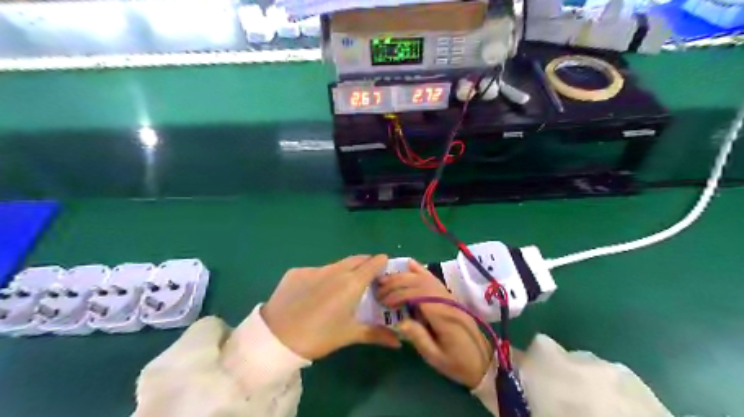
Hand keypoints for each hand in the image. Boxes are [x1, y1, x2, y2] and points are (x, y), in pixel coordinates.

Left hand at [262, 255, 400, 359]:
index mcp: (352, 282)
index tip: (385, 269)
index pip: (374, 263)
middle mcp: (336, 270)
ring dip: (344, 271)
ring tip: (341, 287)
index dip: (382, 263)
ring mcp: (314, 268)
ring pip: (336, 265)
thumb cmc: (319, 336)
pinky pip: (316, 271)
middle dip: (365, 264)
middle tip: (368, 277)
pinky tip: (315, 294)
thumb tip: (398, 342)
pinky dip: (322, 278)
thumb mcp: (349, 335)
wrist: (276, 336)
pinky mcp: (297, 271)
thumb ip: (376, 334)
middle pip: (357, 259)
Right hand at [378, 258, 492, 389]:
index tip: (383, 301)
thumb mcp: (436, 358)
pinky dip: (421, 271)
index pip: (417, 295)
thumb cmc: (457, 363)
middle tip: (379, 287)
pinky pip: (434, 280)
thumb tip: (400, 322)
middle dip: (397, 282)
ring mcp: (449, 297)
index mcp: (442, 315)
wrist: (483, 363)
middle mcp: (446, 300)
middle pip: (419, 283)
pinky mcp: (450, 297)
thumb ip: (419, 338)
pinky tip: (411, 264)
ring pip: (425, 278)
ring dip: (405, 276)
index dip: (398, 294)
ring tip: (387, 277)